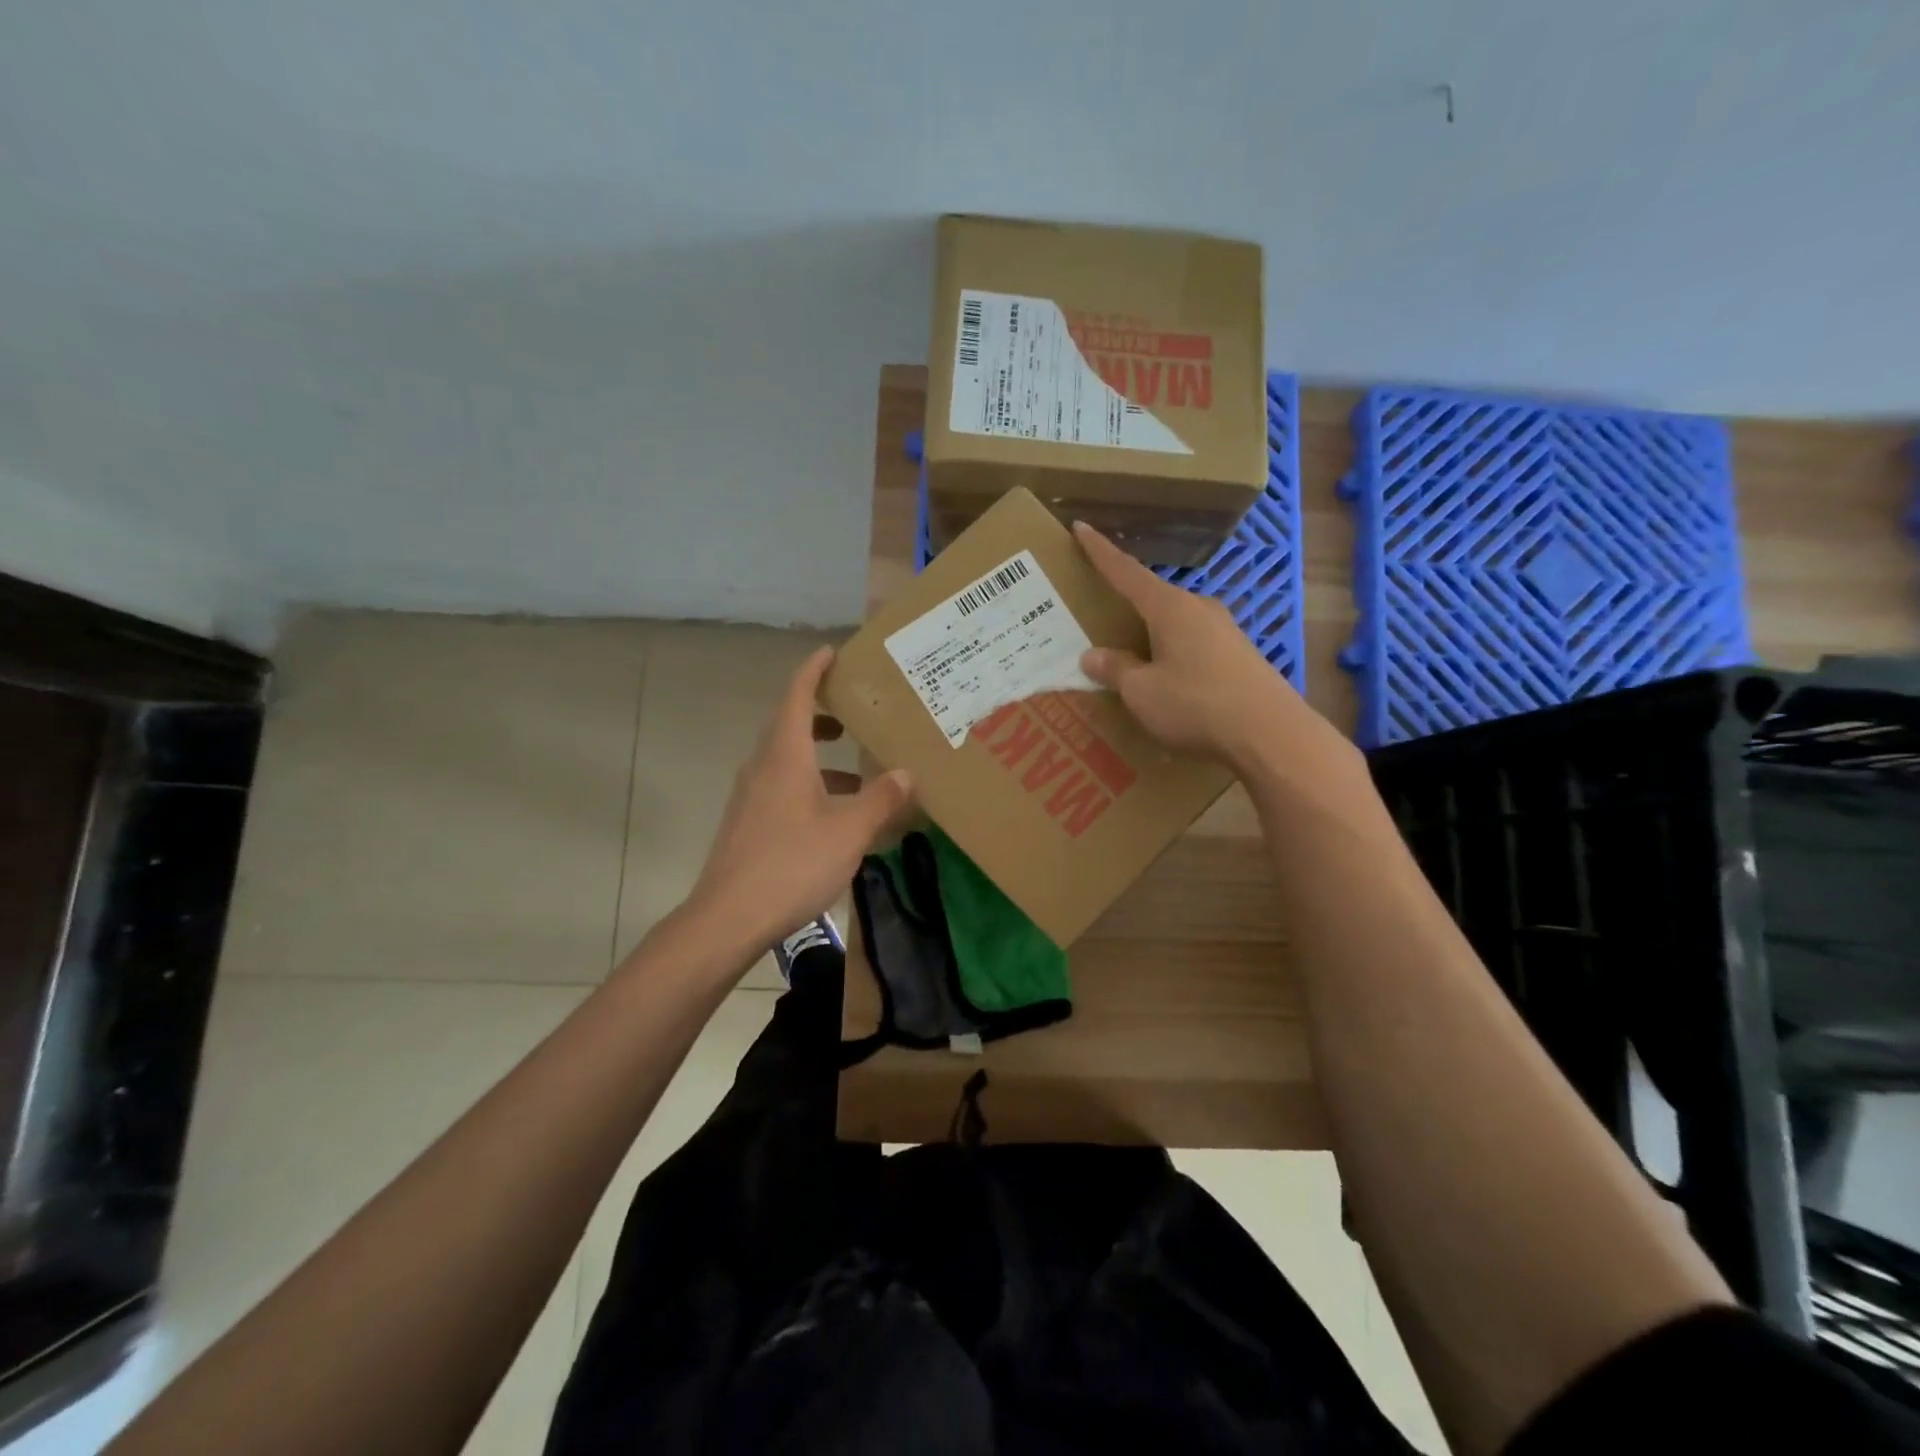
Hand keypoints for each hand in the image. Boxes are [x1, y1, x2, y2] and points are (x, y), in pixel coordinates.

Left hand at [689, 645, 912, 949]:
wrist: (728, 918)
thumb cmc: (792, 864)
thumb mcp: (849, 831)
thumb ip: (880, 799)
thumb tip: (906, 773)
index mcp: (785, 756)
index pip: (797, 696)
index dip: (814, 670)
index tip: (832, 652)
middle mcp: (762, 767)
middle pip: (790, 724)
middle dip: (822, 712)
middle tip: (856, 710)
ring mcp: (751, 796)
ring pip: (787, 760)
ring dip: (820, 756)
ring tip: (859, 768)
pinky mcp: (748, 823)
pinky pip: (782, 787)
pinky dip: (811, 784)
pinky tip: (837, 815)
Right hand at [1073, 521, 1344, 775]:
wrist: (1270, 733)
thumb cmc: (1196, 704)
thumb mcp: (1142, 691)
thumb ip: (1116, 669)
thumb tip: (1092, 655)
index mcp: (1169, 608)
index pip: (1126, 572)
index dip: (1100, 551)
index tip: (1081, 527)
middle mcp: (1198, 608)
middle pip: (1153, 597)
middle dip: (1126, 600)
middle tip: (1100, 607)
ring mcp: (1224, 630)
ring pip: (1175, 622)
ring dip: (1151, 631)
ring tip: (1130, 648)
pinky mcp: (1239, 654)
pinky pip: (1193, 643)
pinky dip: (1172, 650)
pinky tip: (1167, 674)